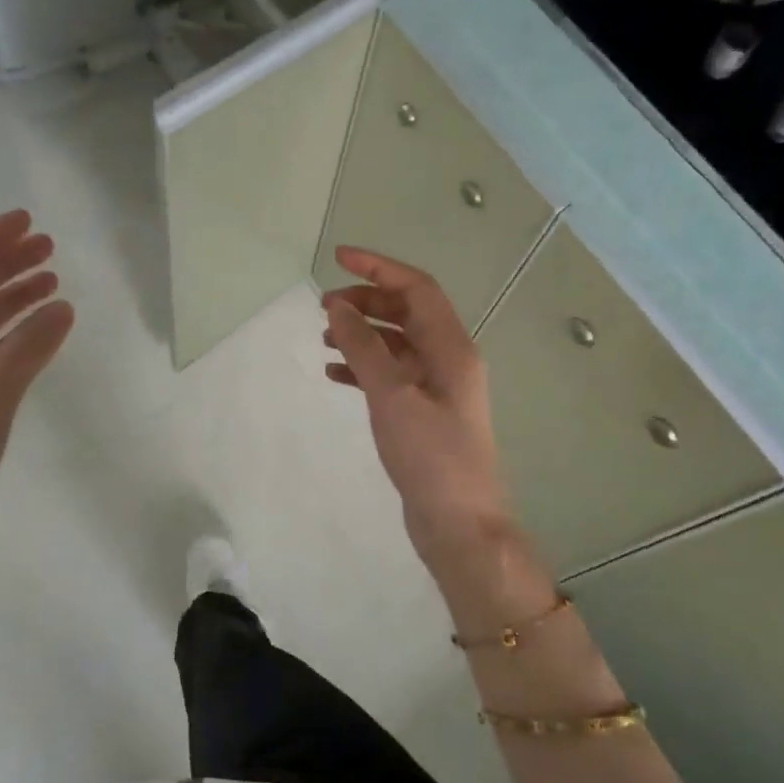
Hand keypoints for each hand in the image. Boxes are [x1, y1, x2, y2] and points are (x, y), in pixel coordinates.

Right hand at [321, 247, 517, 577]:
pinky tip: (335, 374)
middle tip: (323, 308)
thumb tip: (338, 307)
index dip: (379, 268)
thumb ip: (364, 348)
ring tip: (323, 338)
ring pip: (397, 344)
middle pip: (407, 313)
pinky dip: (364, 368)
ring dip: (363, 334)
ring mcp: (438, 389)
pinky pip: (392, 376)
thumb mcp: (393, 397)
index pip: (417, 288)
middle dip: (366, 302)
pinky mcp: (424, 414)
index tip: (339, 258)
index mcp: (452, 348)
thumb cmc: (431, 458)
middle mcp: (449, 360)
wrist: (460, 524)